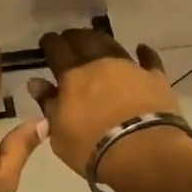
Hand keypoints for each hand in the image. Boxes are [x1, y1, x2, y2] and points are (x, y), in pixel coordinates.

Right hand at [28, 30, 191, 190]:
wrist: (144, 154)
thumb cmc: (92, 148)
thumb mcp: (59, 133)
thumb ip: (48, 104)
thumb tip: (36, 82)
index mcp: (72, 75)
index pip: (57, 50)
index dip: (50, 42)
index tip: (47, 41)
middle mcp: (100, 63)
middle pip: (84, 40)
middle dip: (74, 37)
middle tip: (69, 38)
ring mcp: (130, 68)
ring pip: (112, 44)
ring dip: (101, 40)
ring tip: (95, 40)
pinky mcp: (156, 79)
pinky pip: (149, 60)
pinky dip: (144, 53)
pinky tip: (141, 48)